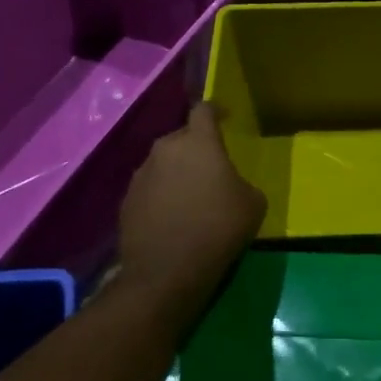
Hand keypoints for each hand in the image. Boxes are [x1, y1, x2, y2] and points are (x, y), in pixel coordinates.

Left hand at [117, 103, 264, 308]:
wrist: (166, 271)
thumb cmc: (219, 228)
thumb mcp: (254, 204)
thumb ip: (242, 182)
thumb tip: (230, 185)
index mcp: (199, 143)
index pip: (204, 110)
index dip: (216, 110)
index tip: (225, 117)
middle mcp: (164, 149)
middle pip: (182, 138)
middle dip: (196, 147)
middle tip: (211, 167)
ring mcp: (141, 175)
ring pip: (163, 163)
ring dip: (177, 172)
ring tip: (191, 195)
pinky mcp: (126, 200)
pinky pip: (150, 188)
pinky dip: (162, 195)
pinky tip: (173, 216)